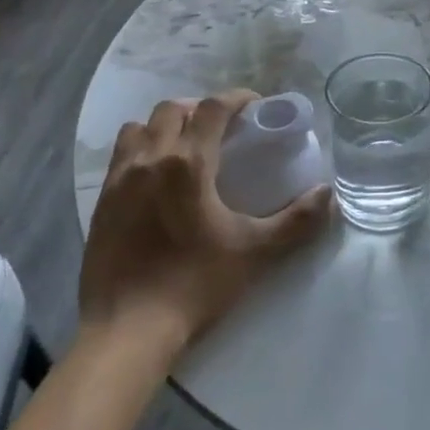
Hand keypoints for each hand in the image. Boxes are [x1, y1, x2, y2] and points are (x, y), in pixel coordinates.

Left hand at [81, 90, 331, 345]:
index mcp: (188, 164)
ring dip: (166, 126)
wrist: (129, 330)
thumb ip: (297, 220)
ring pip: (139, 128)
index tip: (255, 106)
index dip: (236, 98)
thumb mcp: (256, 252)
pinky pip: (120, 156)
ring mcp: (119, 181)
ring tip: (186, 147)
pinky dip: (142, 149)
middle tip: (223, 129)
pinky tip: (157, 179)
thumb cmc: (196, 285)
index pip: (212, 108)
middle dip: (200, 109)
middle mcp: (150, 160)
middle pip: (172, 109)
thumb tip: (328, 195)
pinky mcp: (101, 203)